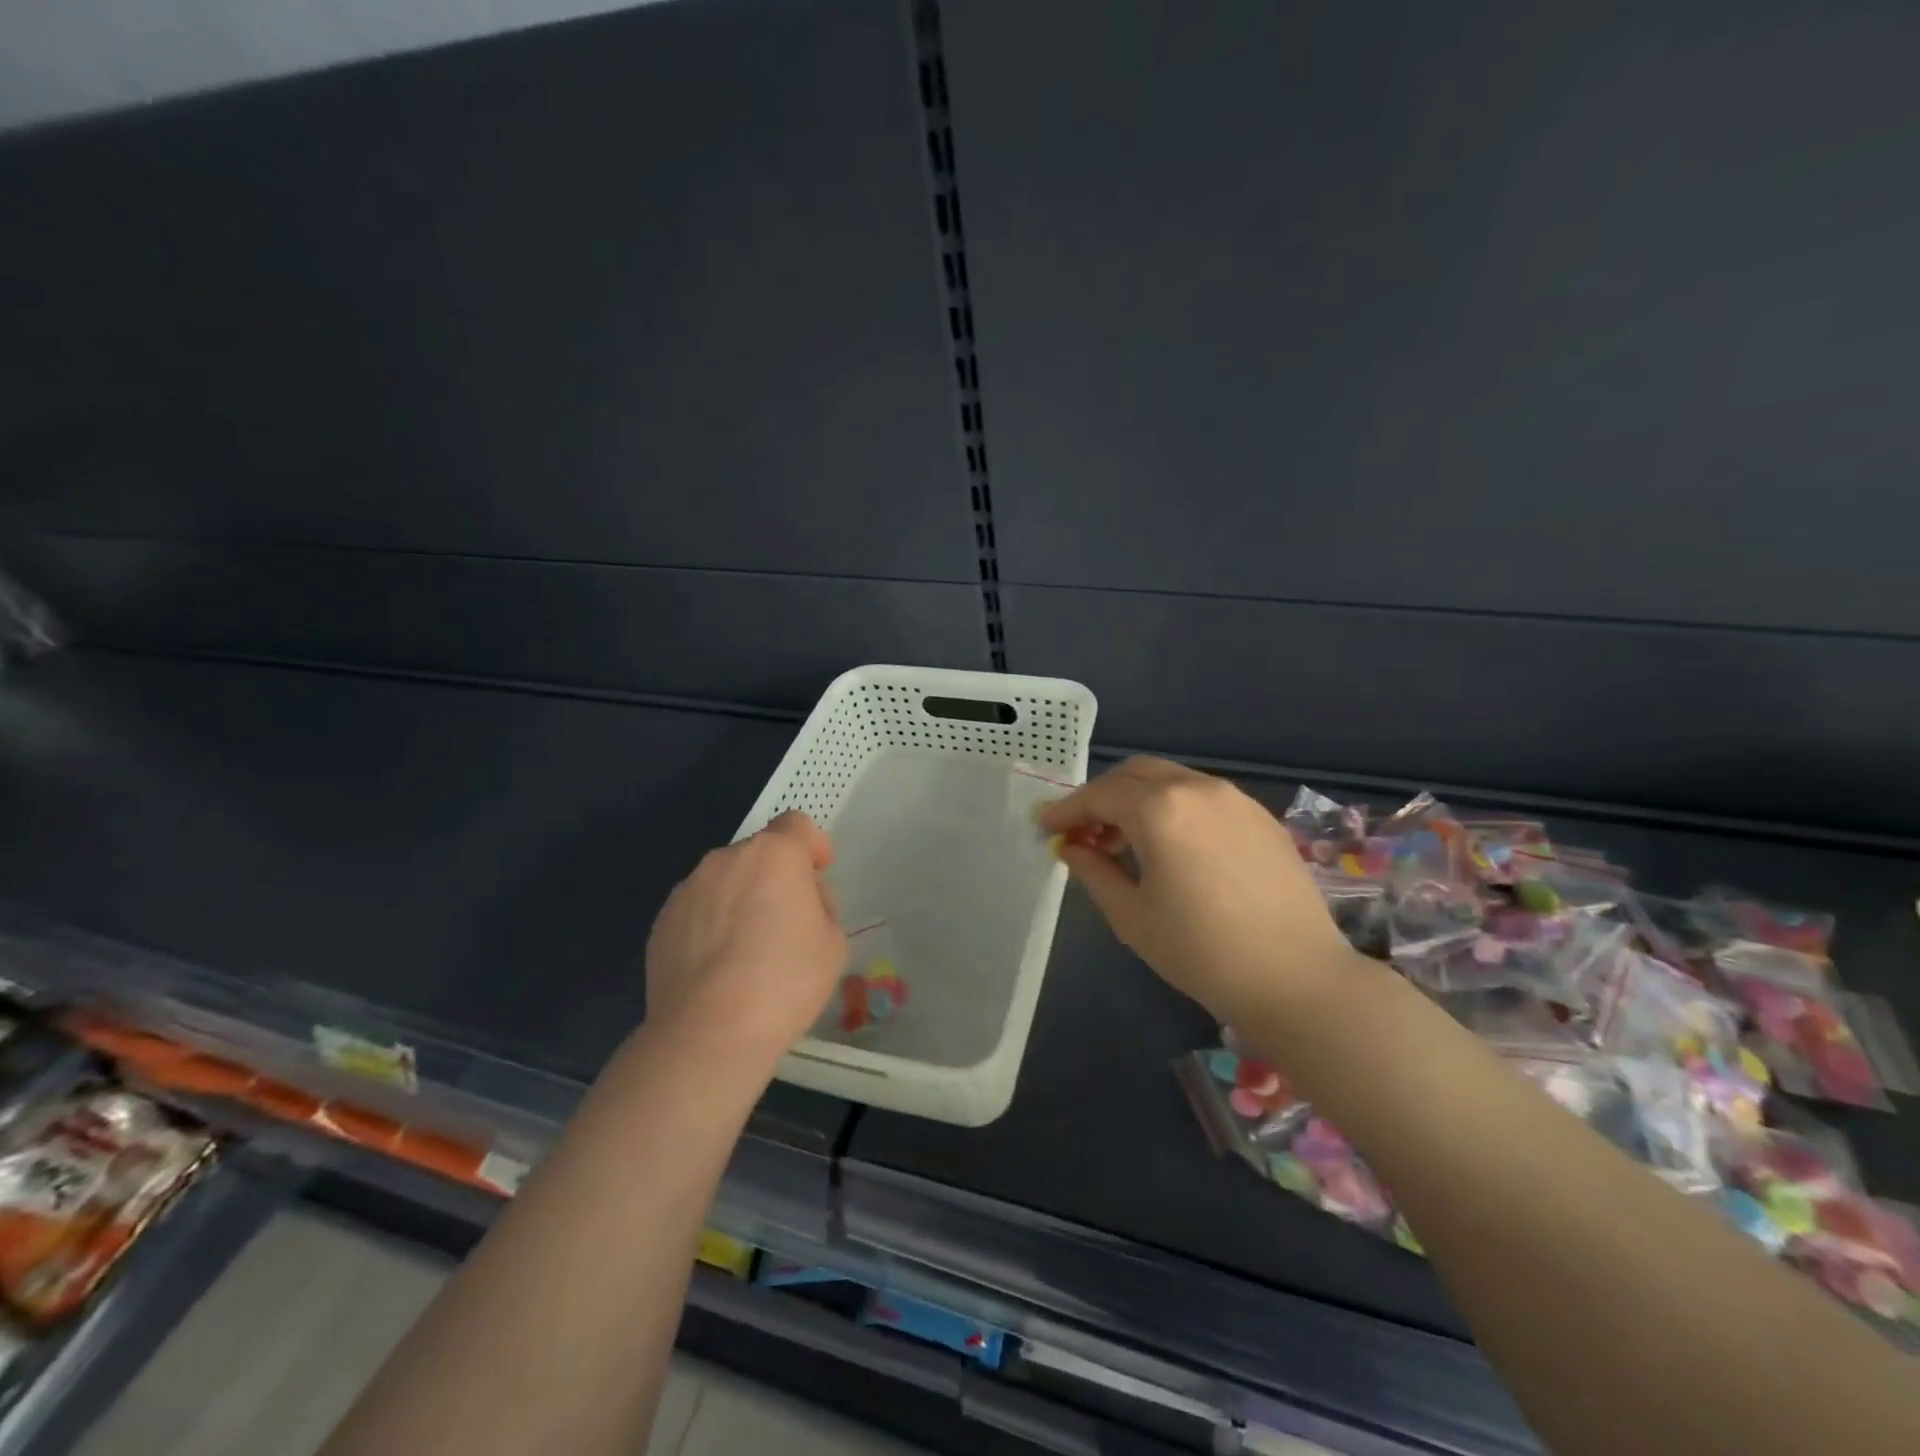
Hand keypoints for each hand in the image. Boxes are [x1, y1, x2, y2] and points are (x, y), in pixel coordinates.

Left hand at [645, 811, 846, 1064]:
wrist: (709, 1032)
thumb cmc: (785, 981)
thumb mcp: (833, 942)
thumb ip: (821, 905)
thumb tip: (798, 902)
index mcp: (774, 854)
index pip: (797, 825)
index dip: (812, 844)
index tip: (819, 872)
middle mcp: (726, 859)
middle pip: (759, 853)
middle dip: (776, 876)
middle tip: (789, 921)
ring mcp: (688, 889)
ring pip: (725, 881)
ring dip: (741, 898)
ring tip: (748, 950)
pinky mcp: (662, 922)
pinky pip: (698, 910)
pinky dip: (712, 925)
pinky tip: (719, 967)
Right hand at [1038, 758, 1357, 1024]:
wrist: (1297, 978)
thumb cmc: (1201, 952)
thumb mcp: (1132, 916)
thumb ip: (1094, 871)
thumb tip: (1071, 847)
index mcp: (1160, 809)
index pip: (1099, 795)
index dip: (1067, 809)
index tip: (1045, 826)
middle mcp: (1197, 788)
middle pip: (1135, 773)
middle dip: (1102, 795)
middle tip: (1083, 831)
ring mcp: (1234, 798)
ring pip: (1171, 780)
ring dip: (1138, 799)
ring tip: (1124, 841)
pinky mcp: (1260, 816)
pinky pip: (1202, 796)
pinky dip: (1173, 807)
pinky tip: (1171, 846)